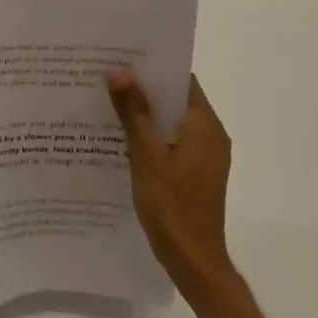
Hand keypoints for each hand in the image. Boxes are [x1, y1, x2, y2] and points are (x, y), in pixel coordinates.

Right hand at [106, 71, 235, 299]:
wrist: (193, 261)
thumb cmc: (171, 207)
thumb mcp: (146, 156)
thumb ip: (134, 113)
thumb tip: (118, 71)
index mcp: (205, 126)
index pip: (182, 81)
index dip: (154, 67)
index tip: (123, 56)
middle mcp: (211, 136)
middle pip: (176, 100)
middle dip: (144, 88)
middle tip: (106, 76)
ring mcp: (204, 156)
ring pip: (172, 122)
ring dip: (145, 113)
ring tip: (107, 102)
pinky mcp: (196, 173)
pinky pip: (172, 142)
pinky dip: (151, 135)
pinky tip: (121, 138)